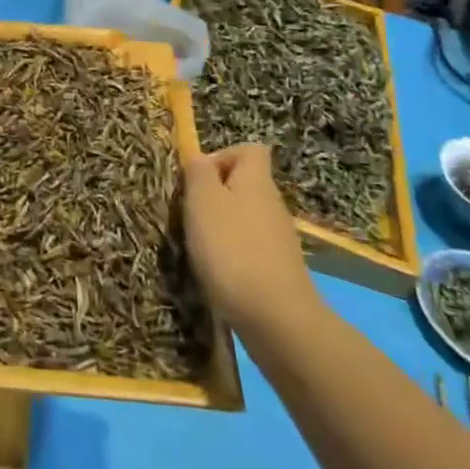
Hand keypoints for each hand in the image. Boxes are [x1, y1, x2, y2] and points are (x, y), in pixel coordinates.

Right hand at [183, 143, 322, 343]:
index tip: (198, 179)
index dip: (221, 156)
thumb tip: (200, 160)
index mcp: (257, 180)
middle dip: (214, 196)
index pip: (249, 149)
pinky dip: (232, 255)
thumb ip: (198, 172)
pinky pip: (250, 248)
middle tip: (190, 215)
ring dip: (220, 227)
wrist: (277, 320)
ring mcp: (279, 239)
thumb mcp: (202, 200)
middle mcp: (272, 204)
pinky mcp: (278, 270)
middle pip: (244, 184)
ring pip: (244, 218)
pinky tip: (218, 274)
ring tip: (199, 247)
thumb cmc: (232, 248)